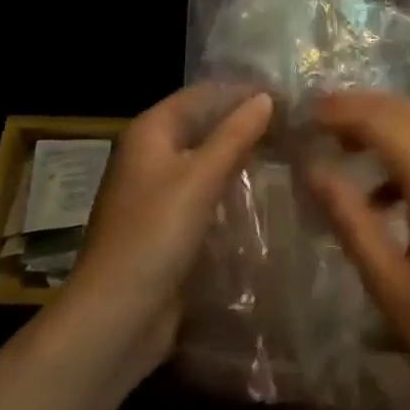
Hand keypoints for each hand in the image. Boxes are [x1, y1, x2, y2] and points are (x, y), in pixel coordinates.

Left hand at [64, 86, 271, 381]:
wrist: (115, 319)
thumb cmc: (154, 236)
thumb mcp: (199, 179)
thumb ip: (234, 135)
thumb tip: (265, 97)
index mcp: (149, 131)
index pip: (202, 93)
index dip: (241, 91)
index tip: (286, 95)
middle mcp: (150, 154)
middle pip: (204, 125)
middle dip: (244, 124)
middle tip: (294, 126)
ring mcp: (157, 192)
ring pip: (206, 161)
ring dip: (241, 157)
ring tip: (289, 153)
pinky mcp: (166, 226)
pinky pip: (204, 193)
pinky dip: (231, 188)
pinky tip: (264, 193)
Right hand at [307, 92, 409, 409]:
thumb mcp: (391, 287)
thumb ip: (349, 219)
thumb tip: (313, 169)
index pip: (383, 120)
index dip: (343, 110)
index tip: (308, 112)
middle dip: (367, 109)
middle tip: (325, 122)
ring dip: (394, 126)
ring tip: (353, 150)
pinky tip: (397, 191)